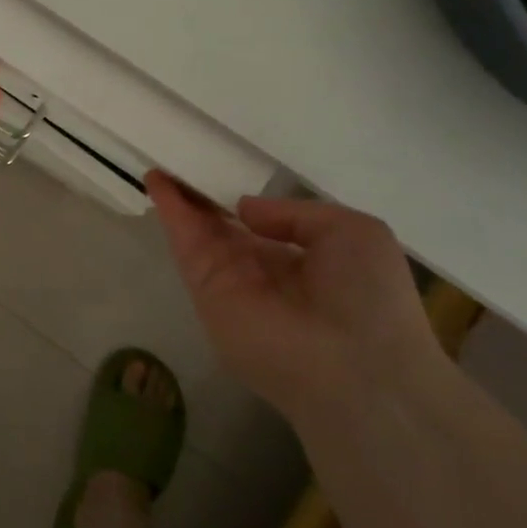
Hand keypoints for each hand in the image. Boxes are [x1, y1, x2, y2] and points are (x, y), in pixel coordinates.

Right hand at [146, 173, 442, 421]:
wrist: (356, 368)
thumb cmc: (369, 297)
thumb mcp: (353, 232)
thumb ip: (295, 213)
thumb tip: (245, 209)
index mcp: (303, 261)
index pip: (262, 226)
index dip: (239, 199)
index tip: (222, 169)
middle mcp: (263, 272)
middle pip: (223, 226)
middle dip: (202, 195)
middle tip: (180, 160)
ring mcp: (230, 281)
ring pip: (198, 231)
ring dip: (178, 197)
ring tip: (161, 160)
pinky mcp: (205, 289)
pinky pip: (185, 242)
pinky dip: (170, 210)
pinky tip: (157, 179)